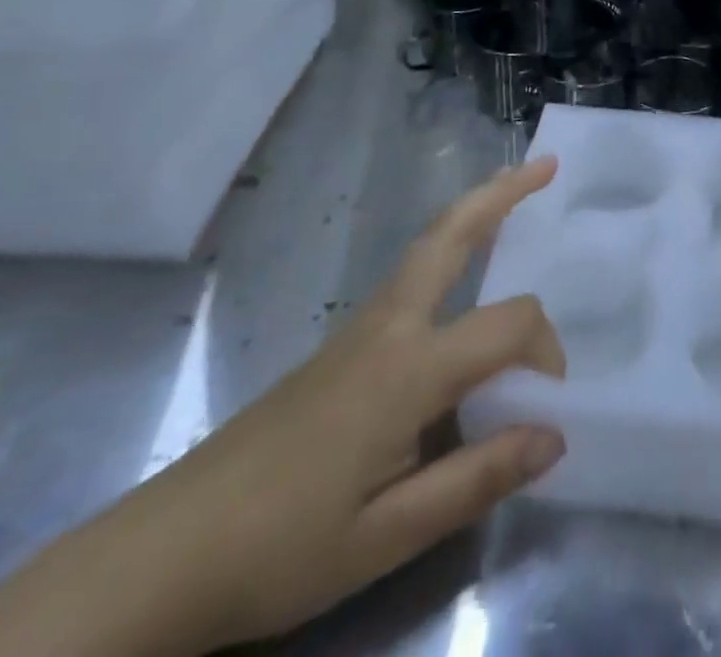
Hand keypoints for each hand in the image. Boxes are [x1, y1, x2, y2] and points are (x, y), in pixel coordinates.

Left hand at [0, 158, 566, 656]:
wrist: (166, 554)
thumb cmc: (280, 549)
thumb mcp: (386, 536)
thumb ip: (475, 478)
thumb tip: (554, 435)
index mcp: (407, 368)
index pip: (506, 325)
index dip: (545, 352)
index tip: (549, 406)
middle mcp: (388, 326)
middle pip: (451, 234)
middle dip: (502, 193)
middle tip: (547, 166)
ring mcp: (360, 328)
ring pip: (428, 246)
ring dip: (475, 212)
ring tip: (514, 192)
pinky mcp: (344, 344)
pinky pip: (412, 276)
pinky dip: (450, 248)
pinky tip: (462, 275)